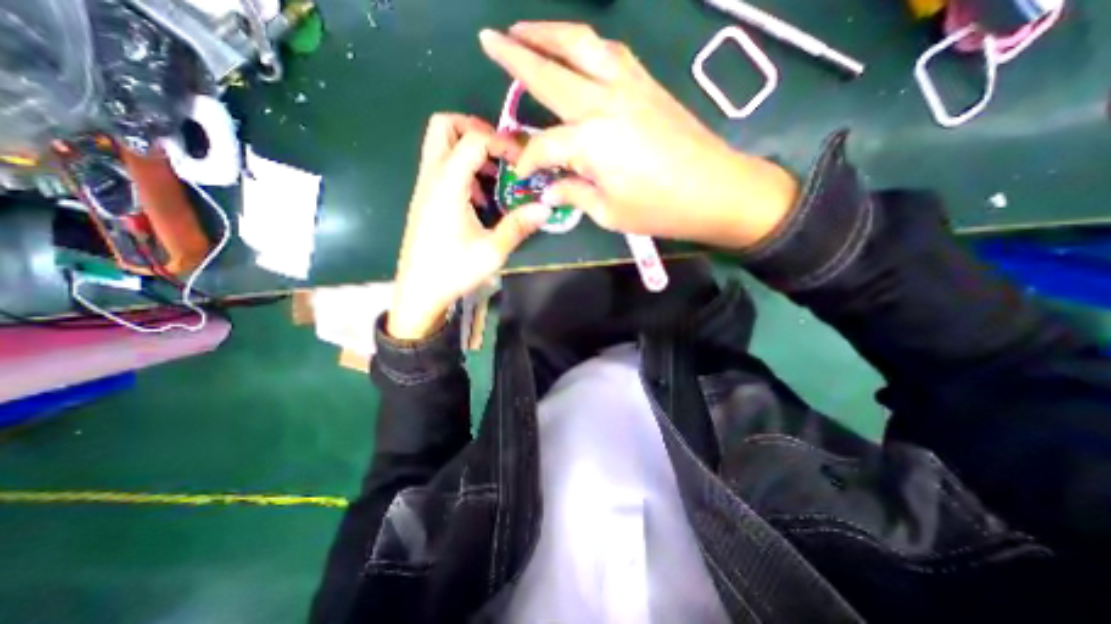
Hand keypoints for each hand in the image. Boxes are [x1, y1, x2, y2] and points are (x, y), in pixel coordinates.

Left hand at [387, 112, 551, 338]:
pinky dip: (462, 169)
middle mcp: (431, 178)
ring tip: (495, 176)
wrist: (419, 292)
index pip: (473, 140)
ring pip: (440, 145)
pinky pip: (441, 167)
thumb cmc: (453, 271)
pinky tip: (480, 198)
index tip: (522, 162)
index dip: (501, 143)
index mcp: (447, 186)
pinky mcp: (426, 200)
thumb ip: (518, 226)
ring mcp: (425, 188)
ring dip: (469, 150)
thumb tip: (545, 208)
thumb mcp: (491, 251)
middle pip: (443, 126)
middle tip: (501, 153)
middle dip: (475, 129)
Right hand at [477, 21, 797, 249]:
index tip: (523, 173)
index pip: (544, 146)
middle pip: (551, 71)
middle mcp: (604, 103)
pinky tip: (578, 49)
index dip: (528, 160)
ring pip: (583, 46)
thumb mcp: (609, 212)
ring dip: (550, 33)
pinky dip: (587, 45)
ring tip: (526, 30)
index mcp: (591, 142)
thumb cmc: (659, 209)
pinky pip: (611, 53)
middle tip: (490, 39)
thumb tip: (550, 192)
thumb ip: (574, 195)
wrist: (715, 190)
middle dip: (516, 54)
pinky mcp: (648, 84)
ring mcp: (629, 87)